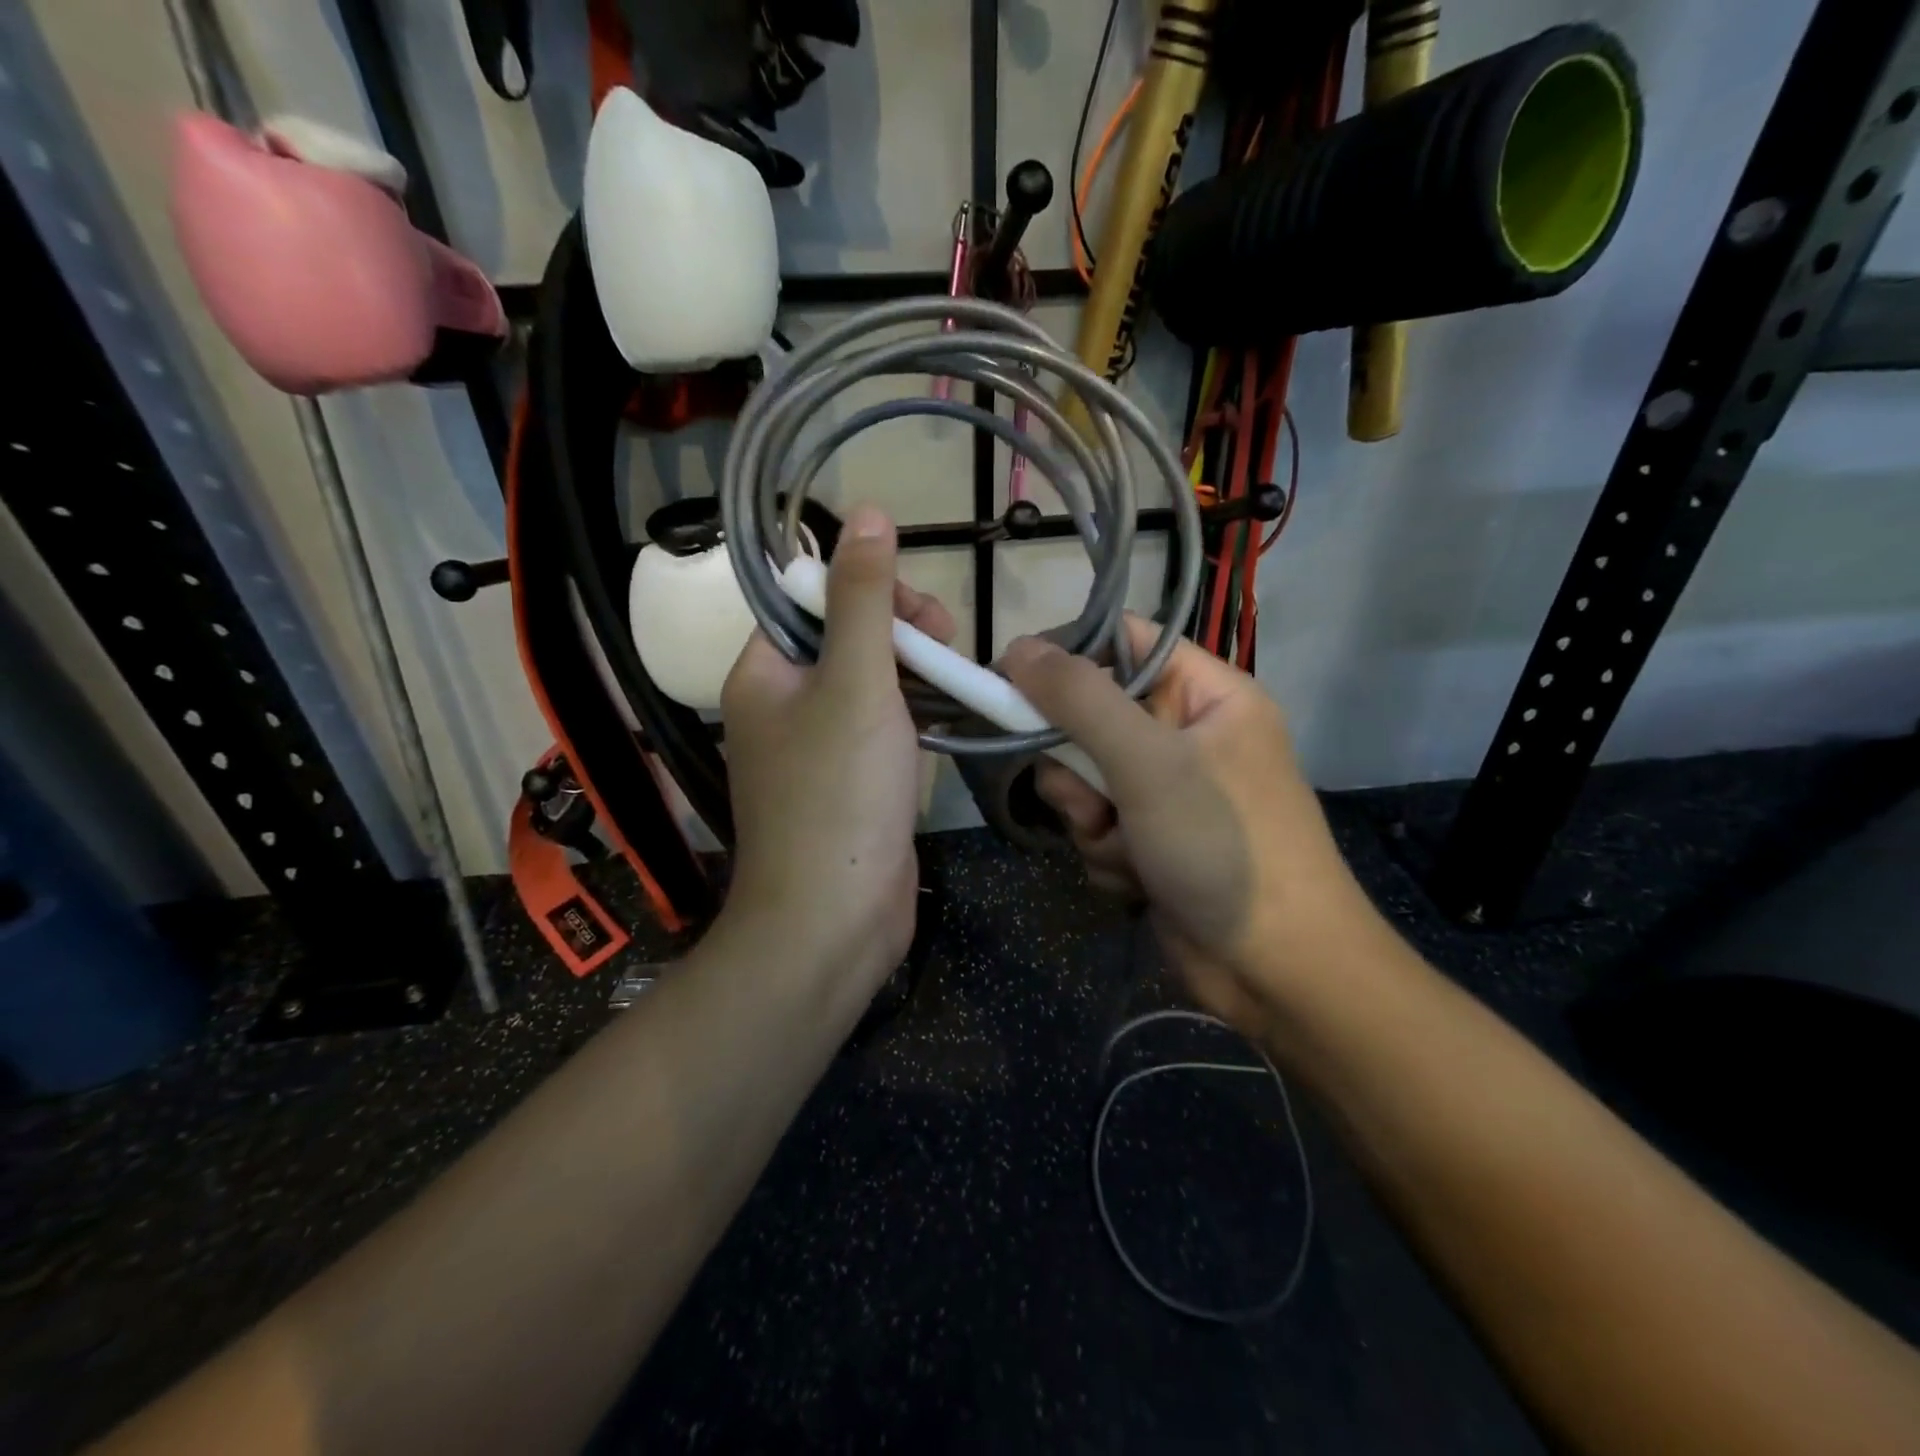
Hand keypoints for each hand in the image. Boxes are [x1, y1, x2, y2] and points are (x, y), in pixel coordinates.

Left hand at [720, 507, 953, 996]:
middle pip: (844, 640)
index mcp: (764, 674)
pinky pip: (882, 731)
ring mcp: (816, 751)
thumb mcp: (856, 681)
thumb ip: (863, 598)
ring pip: (869, 687)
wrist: (833, 919)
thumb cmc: (839, 793)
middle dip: (900, 634)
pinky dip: (914, 718)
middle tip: (947, 648)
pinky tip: (949, 718)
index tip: (920, 612)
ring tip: (959, 682)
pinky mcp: (849, 787)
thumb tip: (867, 512)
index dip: (867, 592)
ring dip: (914, 675)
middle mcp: (782, 707)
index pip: (811, 601)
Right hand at [1003, 616, 1377, 1034]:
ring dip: (1090, 818)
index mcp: (1206, 695)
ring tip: (1125, 848)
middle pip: (1091, 718)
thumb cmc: (1223, 845)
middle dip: (1077, 766)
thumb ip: (1079, 700)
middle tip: (1089, 798)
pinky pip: (1098, 827)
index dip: (1068, 655)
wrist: (1278, 970)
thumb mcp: (1149, 762)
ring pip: (1085, 780)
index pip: (1124, 643)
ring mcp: (1168, 793)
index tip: (1012, 680)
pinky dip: (1106, 854)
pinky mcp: (1152, 842)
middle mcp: (1186, 736)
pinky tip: (1138, 880)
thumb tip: (1016, 648)